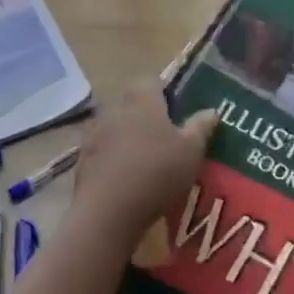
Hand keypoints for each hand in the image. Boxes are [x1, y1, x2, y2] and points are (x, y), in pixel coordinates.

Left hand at [74, 83, 215, 238]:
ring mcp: (94, 130)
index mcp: (143, 97)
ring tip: (144, 158)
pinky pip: (102, 147)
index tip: (178, 112)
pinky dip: (112, 155)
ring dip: (127, 134)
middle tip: (164, 136)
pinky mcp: (81, 156)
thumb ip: (201, 127)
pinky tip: (124, 177)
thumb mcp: (191, 151)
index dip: (166, 93)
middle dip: (146, 113)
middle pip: (132, 101)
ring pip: (115, 123)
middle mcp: (115, 105)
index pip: (153, 81)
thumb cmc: (157, 172)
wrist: (107, 212)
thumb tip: (211, 110)